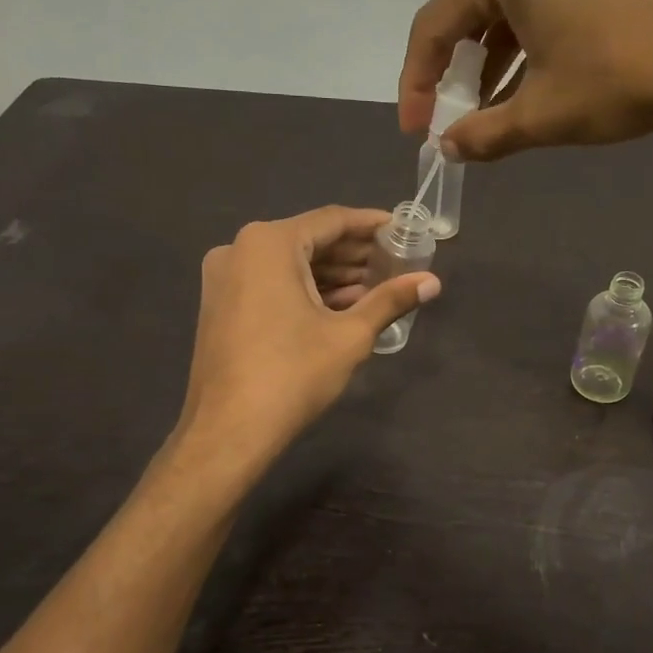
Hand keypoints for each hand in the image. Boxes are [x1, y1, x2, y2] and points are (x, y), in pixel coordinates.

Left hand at [176, 206, 440, 464]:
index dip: (371, 225)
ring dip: (332, 276)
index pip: (331, 220)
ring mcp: (224, 279)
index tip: (402, 230)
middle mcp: (239, 249)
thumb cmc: (292, 374)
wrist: (228, 431)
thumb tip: (433, 282)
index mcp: (269, 244)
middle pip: (308, 241)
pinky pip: (270, 284)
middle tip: (396, 263)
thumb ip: (390, 300)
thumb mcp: (349, 335)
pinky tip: (340, 307)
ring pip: (289, 265)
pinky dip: (305, 291)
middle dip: (353, 254)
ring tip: (376, 288)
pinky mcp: (220, 306)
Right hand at [399, 0, 652, 160]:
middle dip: (458, 72)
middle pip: (472, 11)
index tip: (417, 129)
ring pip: (513, 9)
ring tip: (495, 113)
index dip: (417, 82)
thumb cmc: (625, 77)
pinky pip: (550, 2)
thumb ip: (485, 133)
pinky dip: (533, 45)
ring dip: (496, 63)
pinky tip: (539, 84)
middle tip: (454, 120)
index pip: (435, 24)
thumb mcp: (544, 115)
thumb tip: (450, 146)